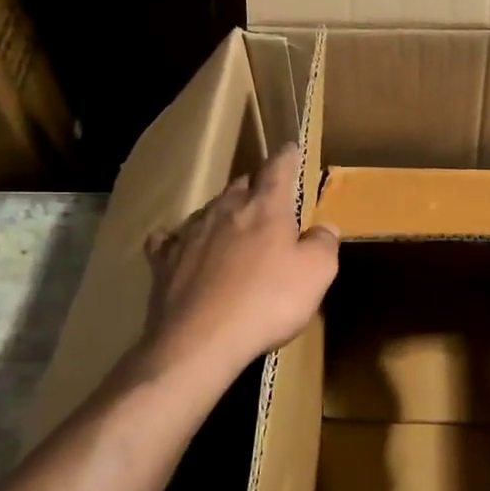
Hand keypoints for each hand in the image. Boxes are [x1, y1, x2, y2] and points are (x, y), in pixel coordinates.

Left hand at [140, 146, 338, 382]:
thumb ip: (324, 244)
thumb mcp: (316, 274)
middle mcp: (225, 210)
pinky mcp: (164, 261)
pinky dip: (179, 239)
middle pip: (241, 185)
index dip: (287, 157)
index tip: (291, 148)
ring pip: (209, 209)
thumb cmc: (267, 302)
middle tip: (267, 199)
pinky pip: (170, 240)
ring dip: (223, 213)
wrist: (200, 341)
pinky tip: (180, 245)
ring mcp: (189, 233)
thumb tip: (325, 227)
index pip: (278, 169)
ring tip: (233, 225)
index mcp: (265, 208)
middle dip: (256, 186)